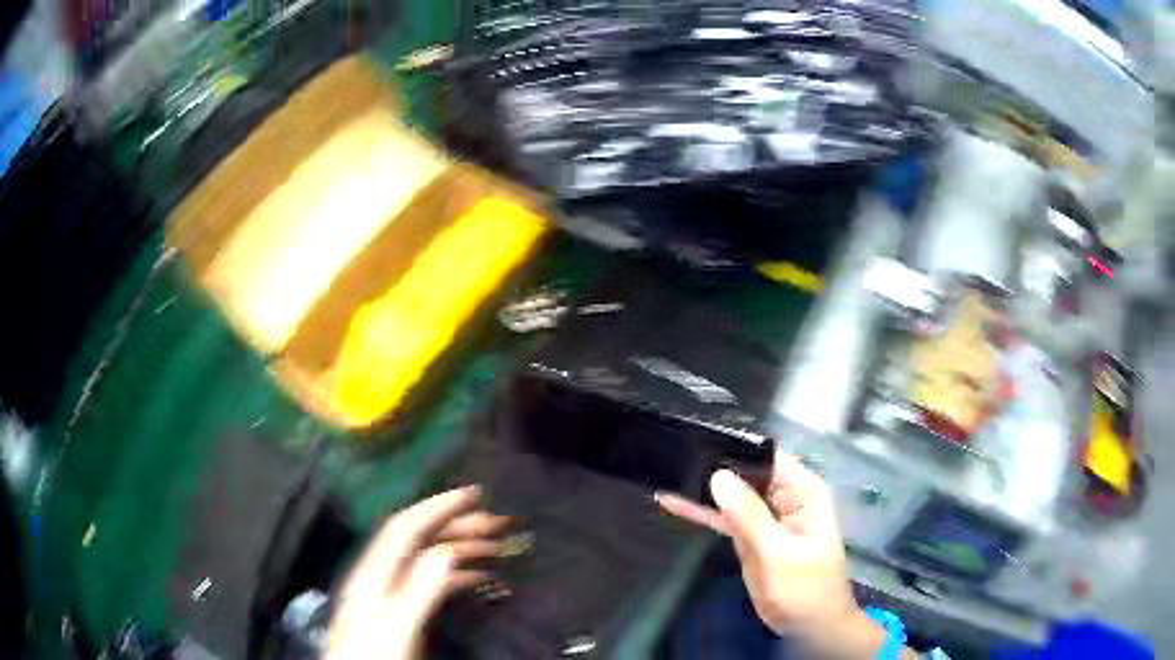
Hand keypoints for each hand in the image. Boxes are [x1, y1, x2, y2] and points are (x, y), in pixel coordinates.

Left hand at [327, 486, 509, 659]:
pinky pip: (431, 581)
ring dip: (460, 548)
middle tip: (496, 522)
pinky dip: (456, 573)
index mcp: (375, 572)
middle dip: (456, 525)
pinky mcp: (400, 608)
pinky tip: (478, 577)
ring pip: (427, 558)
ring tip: (495, 547)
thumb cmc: (374, 655)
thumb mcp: (396, 627)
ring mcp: (390, 591)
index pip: (406, 527)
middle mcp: (381, 574)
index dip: (437, 506)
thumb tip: (446, 552)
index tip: (473, 494)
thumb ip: (418, 591)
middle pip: (418, 538)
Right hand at [656, 447, 907, 658]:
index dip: (735, 448)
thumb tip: (718, 476)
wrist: (809, 626)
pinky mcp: (753, 536)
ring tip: (666, 473)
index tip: (696, 442)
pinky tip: (675, 501)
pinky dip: (704, 512)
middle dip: (713, 466)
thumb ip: (748, 515)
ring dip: (703, 489)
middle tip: (671, 458)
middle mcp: (786, 497)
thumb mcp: (776, 552)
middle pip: (746, 472)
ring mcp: (767, 517)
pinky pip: (726, 518)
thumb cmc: (803, 589)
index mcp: (802, 491)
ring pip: (732, 495)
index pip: (767, 457)